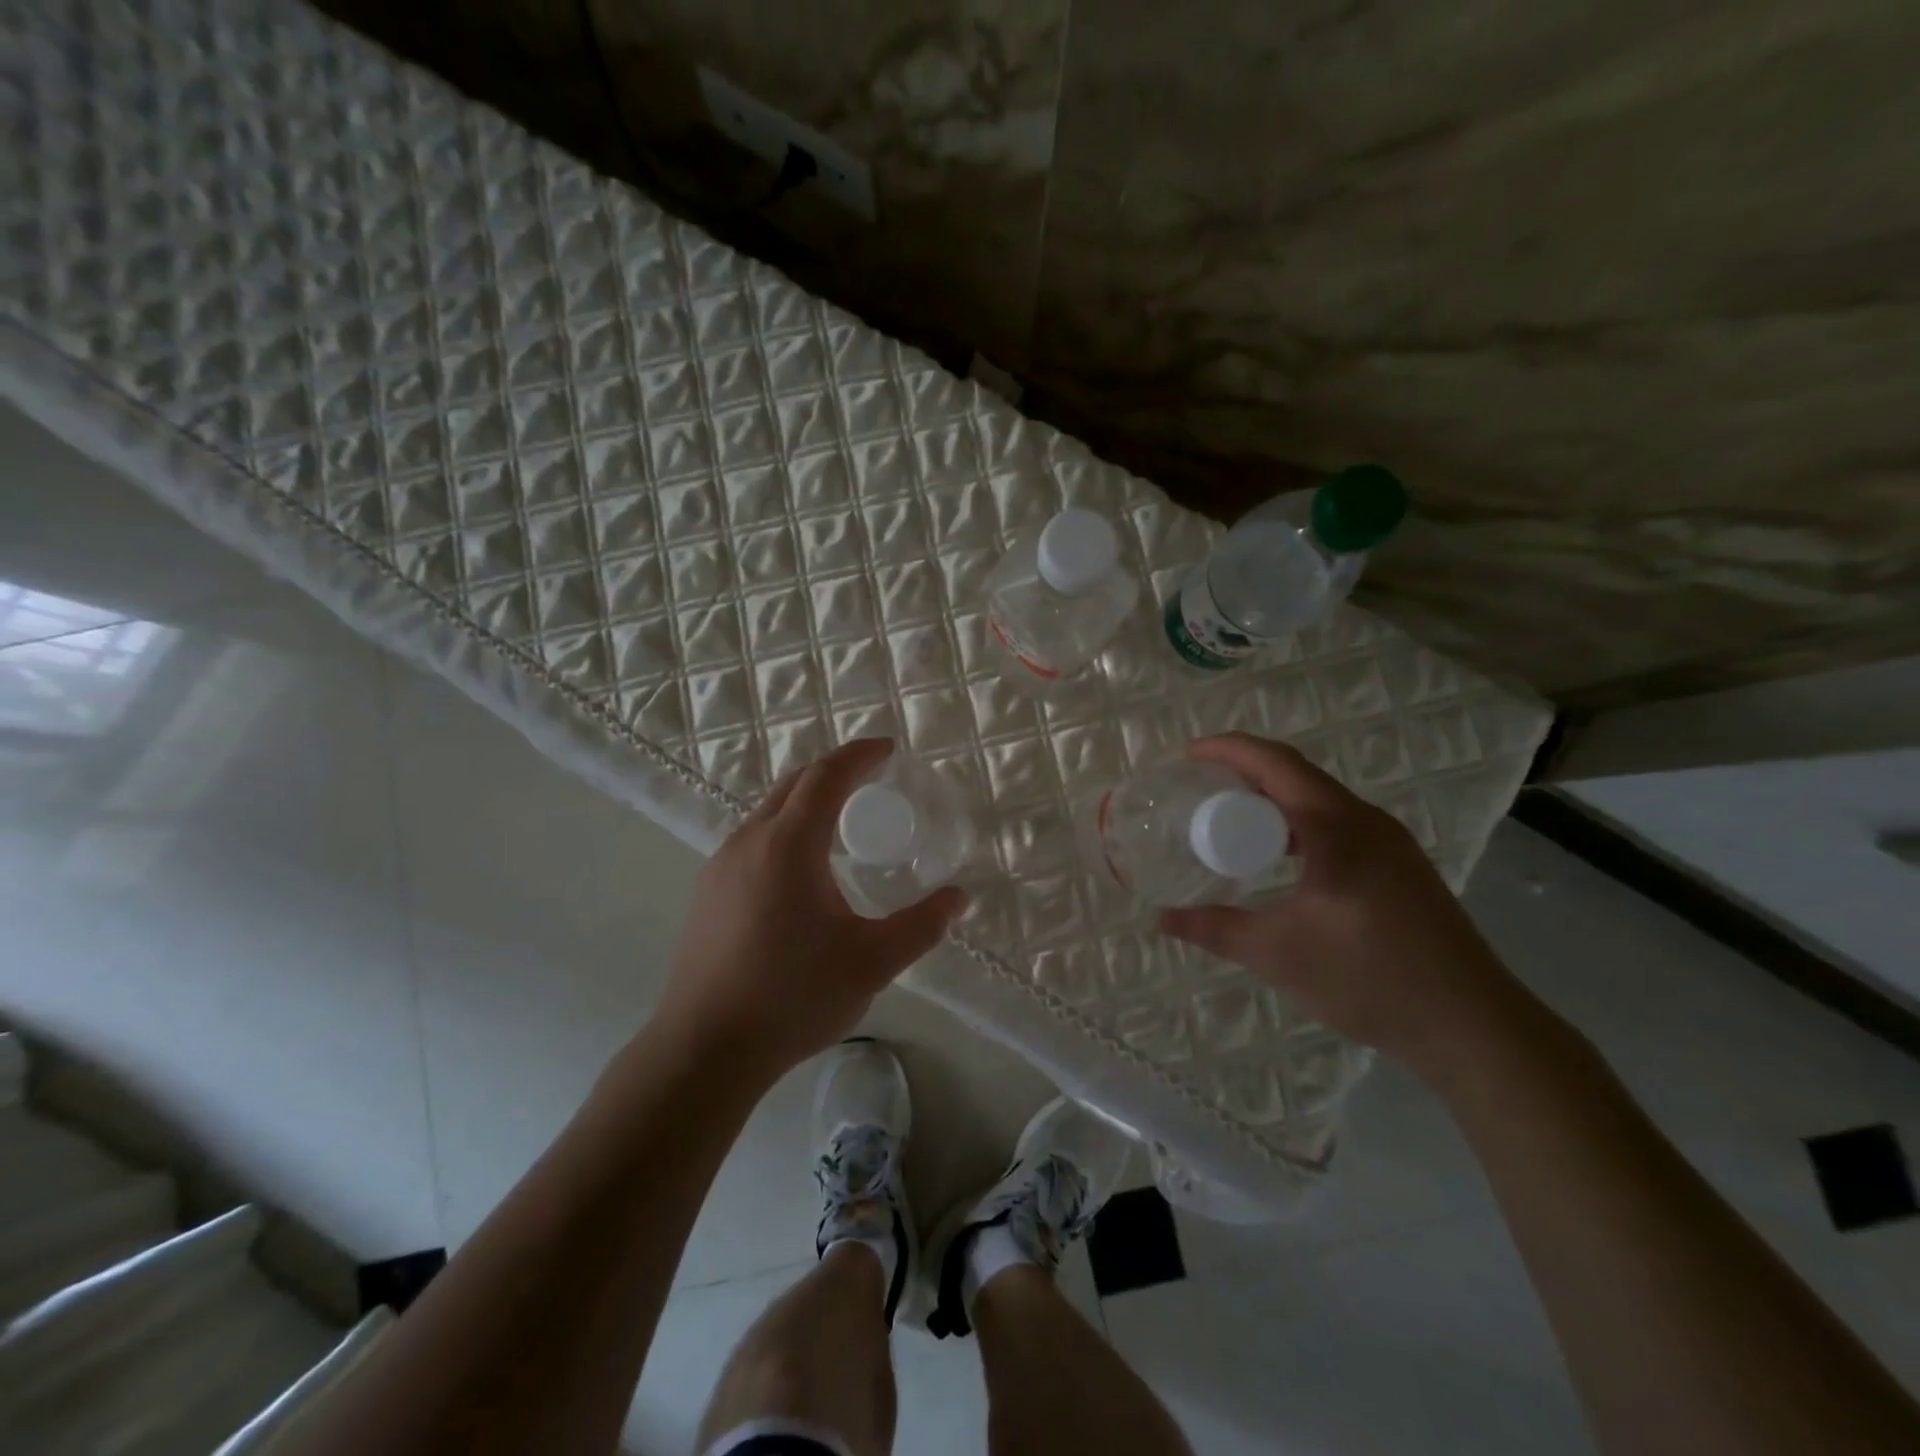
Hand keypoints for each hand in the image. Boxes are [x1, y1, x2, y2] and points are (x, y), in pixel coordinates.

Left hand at [654, 739, 965, 1081]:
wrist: (704, 1050)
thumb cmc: (792, 997)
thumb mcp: (871, 963)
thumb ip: (921, 926)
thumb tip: (958, 898)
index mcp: (787, 845)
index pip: (825, 777)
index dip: (859, 755)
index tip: (888, 749)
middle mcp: (748, 842)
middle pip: (793, 784)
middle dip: (834, 772)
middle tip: (871, 779)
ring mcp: (720, 867)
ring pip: (768, 811)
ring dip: (806, 800)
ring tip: (840, 821)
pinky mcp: (708, 893)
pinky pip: (753, 839)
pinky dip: (785, 829)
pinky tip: (802, 869)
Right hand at [1158, 733, 1526, 1071]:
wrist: (1472, 1026)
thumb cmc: (1370, 979)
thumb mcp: (1278, 955)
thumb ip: (1215, 930)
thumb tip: (1162, 918)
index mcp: (1337, 827)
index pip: (1276, 764)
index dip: (1229, 750)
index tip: (1188, 756)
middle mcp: (1366, 821)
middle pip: (1297, 773)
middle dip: (1245, 770)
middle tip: (1200, 787)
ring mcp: (1390, 843)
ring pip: (1320, 798)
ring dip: (1273, 797)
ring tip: (1231, 818)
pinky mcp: (1400, 866)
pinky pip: (1337, 822)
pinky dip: (1297, 821)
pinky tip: (1282, 857)